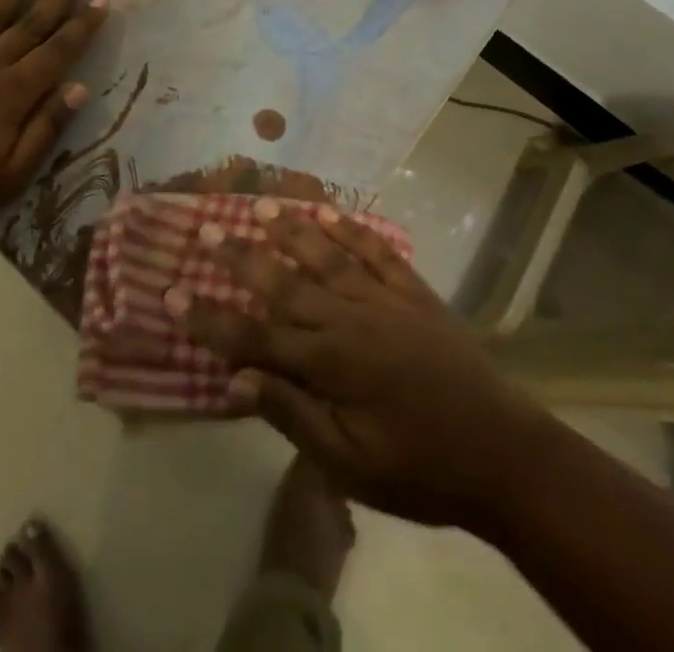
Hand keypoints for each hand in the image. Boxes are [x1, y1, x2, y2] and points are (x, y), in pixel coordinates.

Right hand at [176, 207, 536, 527]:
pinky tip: (328, 211)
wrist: (504, 455)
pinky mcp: (413, 292)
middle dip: (239, 258)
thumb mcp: (349, 465)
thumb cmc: (420, 470)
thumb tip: (235, 380)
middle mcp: (348, 318)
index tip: (169, 294)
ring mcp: (383, 299)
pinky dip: (350, 228)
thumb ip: (292, 414)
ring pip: (325, 255)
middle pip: (283, 283)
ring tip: (257, 204)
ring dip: (289, 229)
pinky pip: (375, 251)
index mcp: (329, 363)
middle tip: (206, 230)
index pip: (254, 338)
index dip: (209, 320)